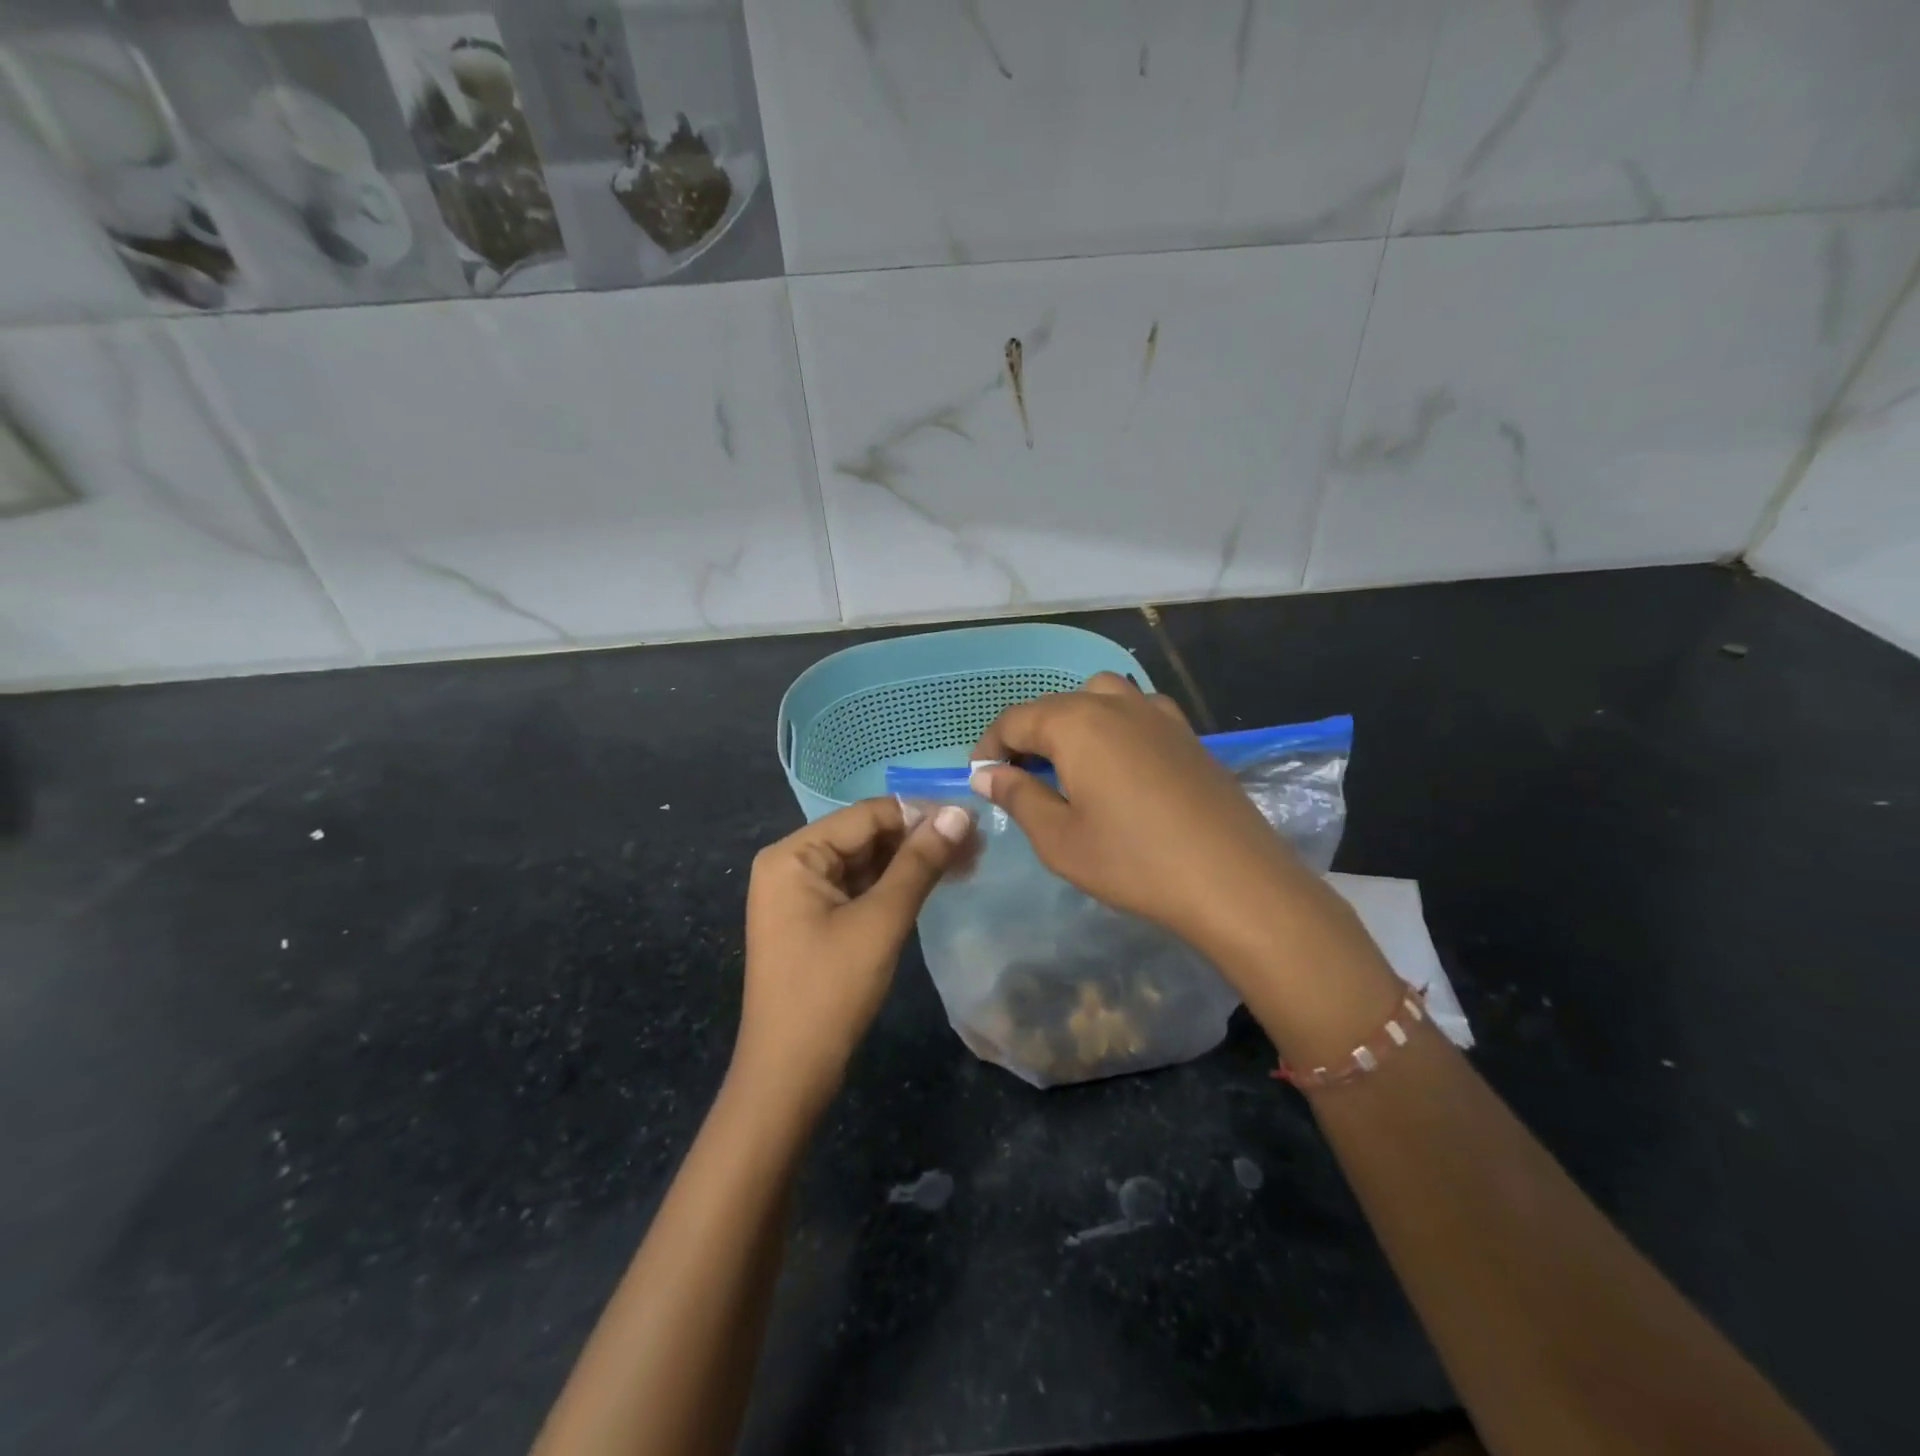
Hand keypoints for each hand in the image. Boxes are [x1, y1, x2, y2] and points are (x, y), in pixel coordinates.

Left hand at [737, 797, 972, 1110]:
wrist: (789, 1075)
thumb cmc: (830, 992)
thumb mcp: (881, 921)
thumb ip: (920, 863)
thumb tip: (961, 813)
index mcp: (793, 855)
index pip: (866, 815)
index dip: (920, 813)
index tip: (972, 820)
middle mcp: (791, 864)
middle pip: (865, 835)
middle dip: (919, 838)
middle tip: (976, 845)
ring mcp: (801, 894)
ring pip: (866, 862)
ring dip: (912, 861)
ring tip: (966, 862)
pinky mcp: (814, 920)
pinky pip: (859, 888)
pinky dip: (895, 885)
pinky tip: (934, 883)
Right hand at [969, 673, 1313, 958]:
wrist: (1233, 880)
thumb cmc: (1133, 862)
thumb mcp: (1059, 839)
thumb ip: (1017, 797)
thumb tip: (986, 774)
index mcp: (1075, 723)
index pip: (1015, 719)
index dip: (989, 746)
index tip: (980, 778)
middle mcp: (1114, 703)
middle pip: (1055, 705)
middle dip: (1028, 735)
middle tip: (1019, 778)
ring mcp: (1157, 713)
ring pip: (1099, 697)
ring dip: (1072, 722)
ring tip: (1068, 764)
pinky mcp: (1187, 732)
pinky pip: (1136, 711)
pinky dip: (1113, 724)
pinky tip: (1120, 762)